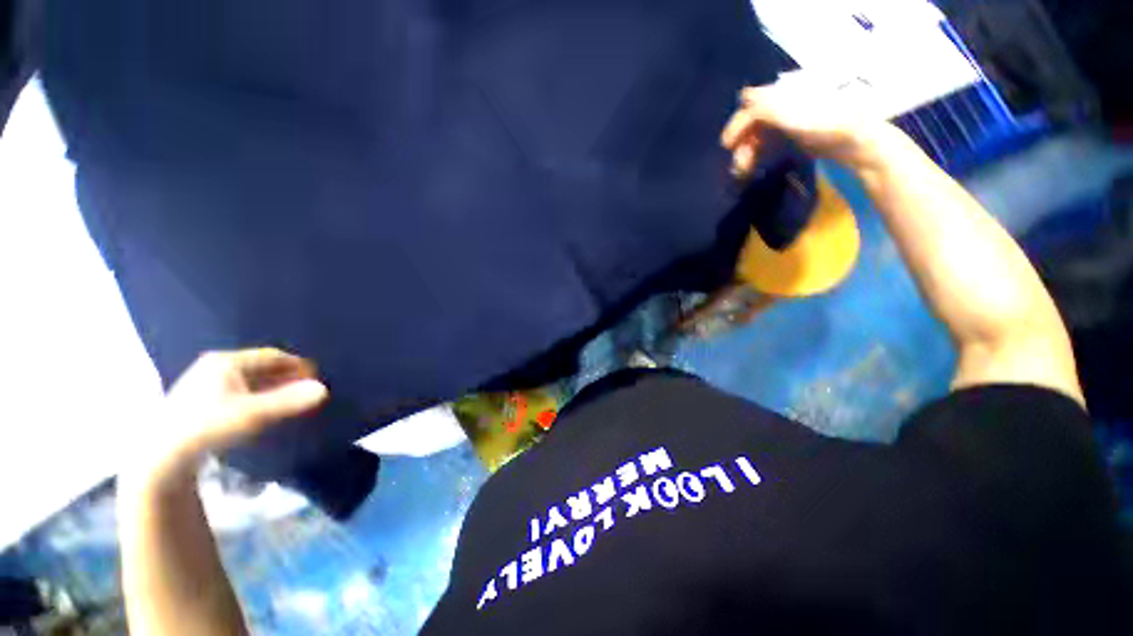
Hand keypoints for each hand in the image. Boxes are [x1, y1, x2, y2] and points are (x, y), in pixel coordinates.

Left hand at [132, 348, 327, 482]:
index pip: (272, 356)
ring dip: (272, 387)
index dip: (297, 365)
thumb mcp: (252, 416)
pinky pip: (238, 391)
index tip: (316, 378)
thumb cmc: (207, 428)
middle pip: (261, 366)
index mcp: (226, 362)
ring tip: (289, 400)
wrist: (161, 458)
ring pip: (249, 379)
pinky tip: (262, 410)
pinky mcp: (199, 400)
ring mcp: (204, 383)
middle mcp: (215, 366)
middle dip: (286, 376)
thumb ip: (288, 401)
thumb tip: (325, 389)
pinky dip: (256, 396)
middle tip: (306, 390)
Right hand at [721, 78, 890, 176]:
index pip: (750, 105)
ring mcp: (788, 120)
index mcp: (783, 94)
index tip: (727, 147)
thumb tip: (742, 97)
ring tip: (744, 171)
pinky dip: (757, 154)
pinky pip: (766, 143)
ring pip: (756, 134)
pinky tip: (753, 166)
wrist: (858, 143)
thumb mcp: (793, 115)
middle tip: (738, 166)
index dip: (737, 124)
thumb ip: (766, 105)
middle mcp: (783, 104)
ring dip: (746, 152)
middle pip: (751, 122)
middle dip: (741, 143)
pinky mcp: (793, 135)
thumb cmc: (826, 126)